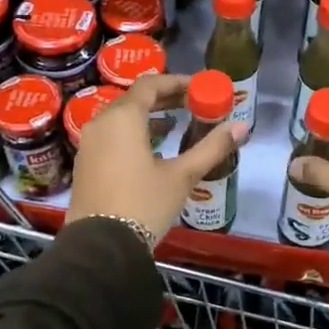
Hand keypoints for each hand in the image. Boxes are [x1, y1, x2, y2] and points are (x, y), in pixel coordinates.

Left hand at [69, 73, 244, 245]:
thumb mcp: (182, 176)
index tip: (200, 87)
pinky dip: (133, 133)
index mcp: (123, 118)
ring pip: (121, 117)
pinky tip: (152, 151)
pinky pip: (111, 135)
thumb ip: (212, 147)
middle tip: (193, 103)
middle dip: (165, 98)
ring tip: (176, 125)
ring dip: (149, 116)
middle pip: (135, 99)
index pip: (150, 84)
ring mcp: (89, 143)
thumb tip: (243, 126)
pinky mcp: (85, 163)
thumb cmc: (144, 204)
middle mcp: (101, 123)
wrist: (101, 247)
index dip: (177, 82)